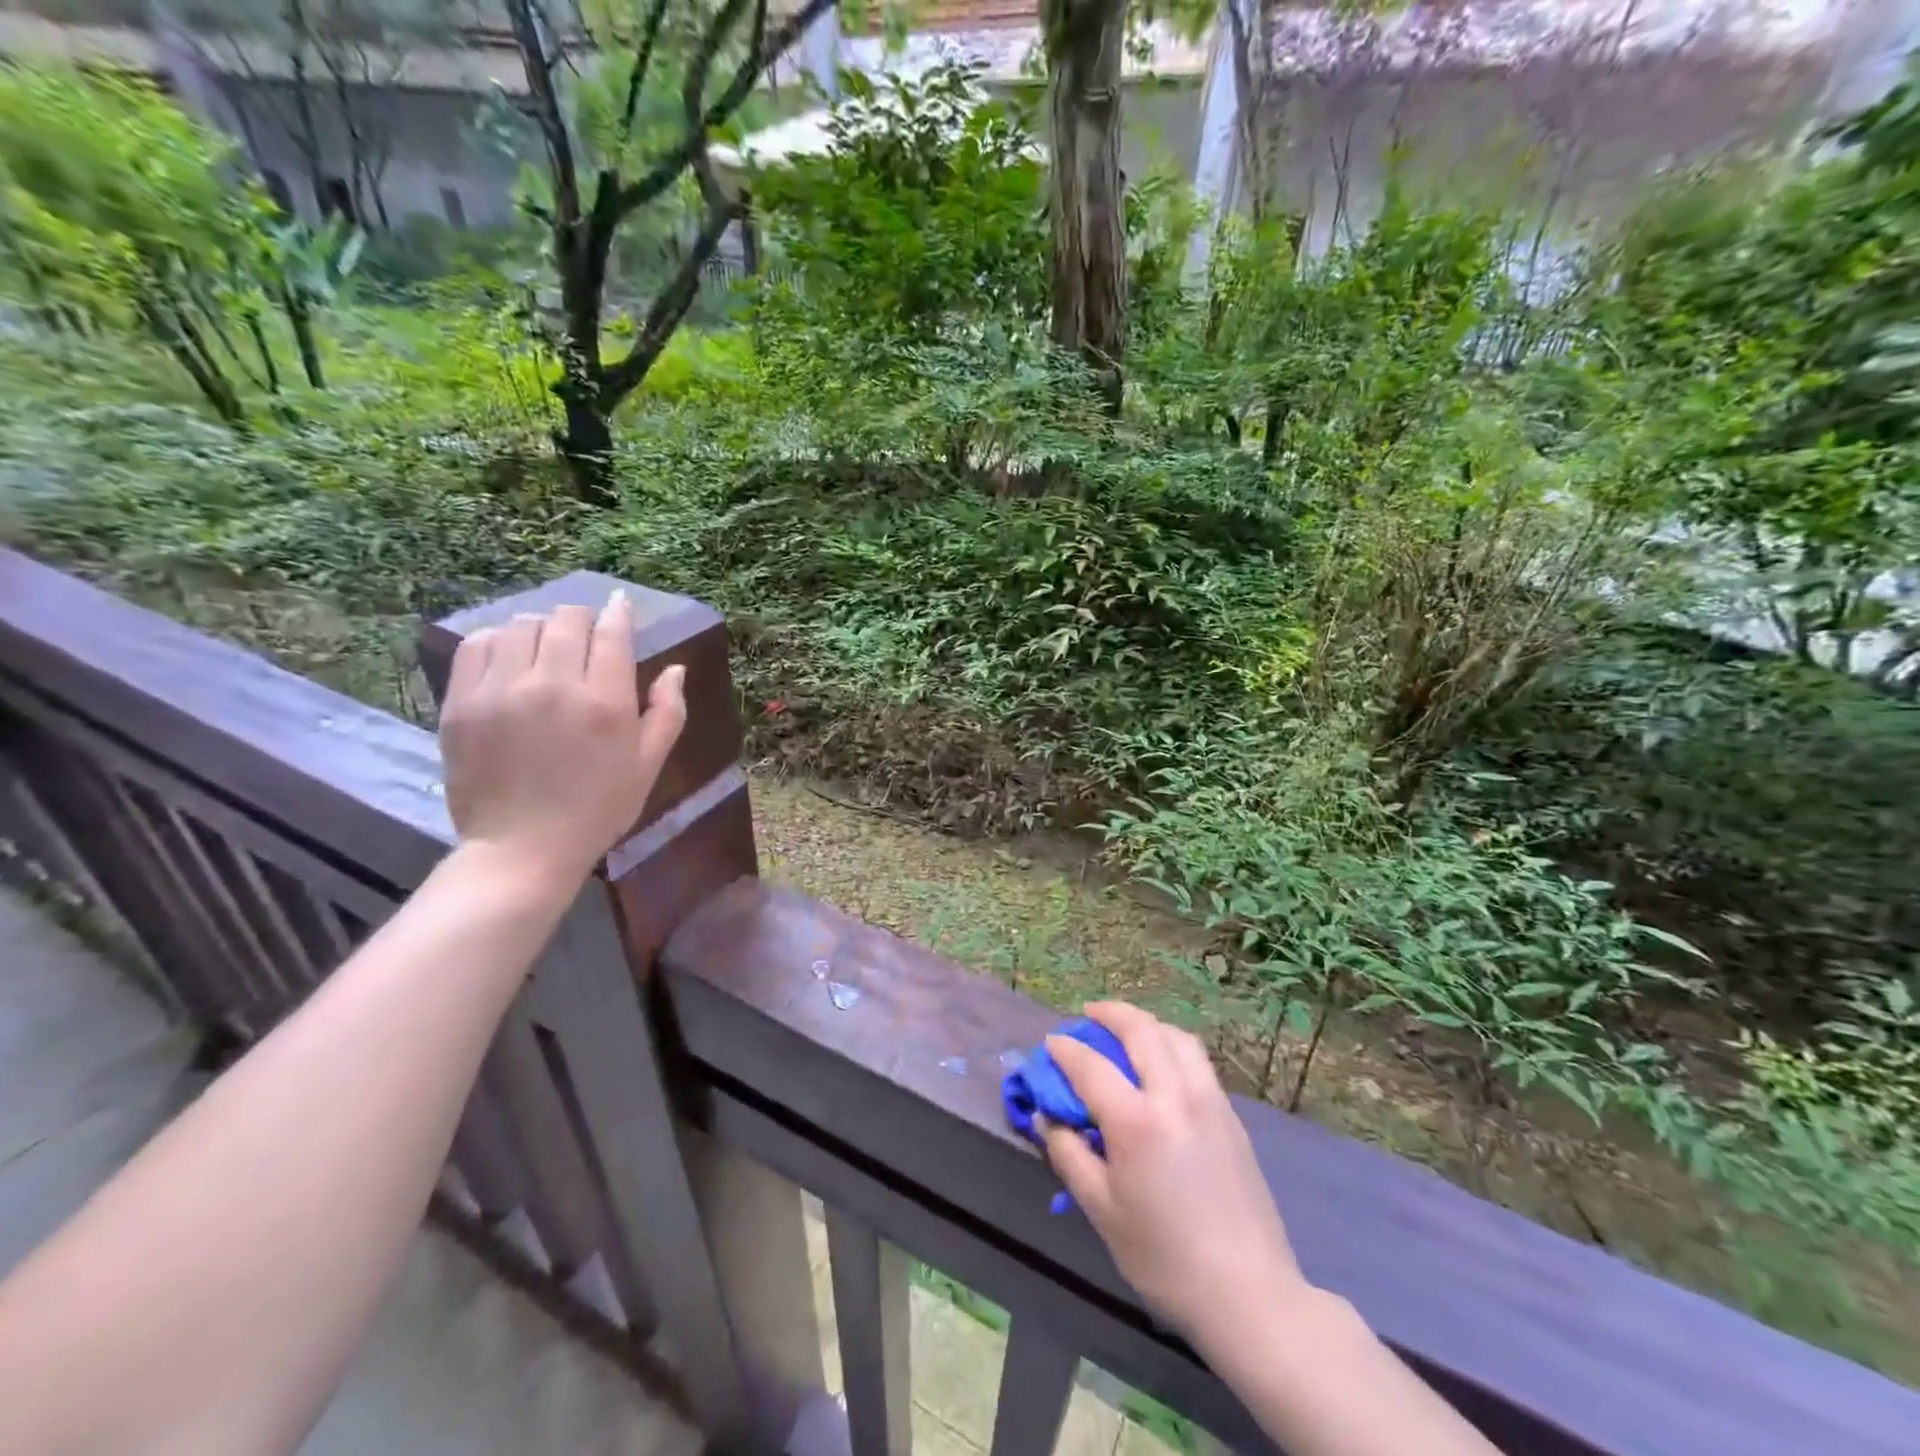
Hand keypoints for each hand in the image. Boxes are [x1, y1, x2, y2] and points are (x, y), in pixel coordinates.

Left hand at [439, 590, 686, 888]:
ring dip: (541, 628)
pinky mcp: (462, 703)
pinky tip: (510, 657)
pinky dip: (498, 640)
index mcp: (606, 703)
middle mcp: (554, 686)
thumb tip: (676, 667)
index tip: (619, 605)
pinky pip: (477, 645)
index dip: (618, 612)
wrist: (523, 849)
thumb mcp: (648, 764)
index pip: (612, 633)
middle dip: (583, 619)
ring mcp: (502, 692)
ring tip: (547, 647)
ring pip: (521, 625)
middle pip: (566, 620)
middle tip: (586, 635)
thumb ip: (668, 711)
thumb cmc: (598, 808)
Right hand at [1038, 1002, 1307, 1345]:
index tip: (1052, 1043)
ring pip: (1176, 1036)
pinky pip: (1196, 1059)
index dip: (1066, 1049)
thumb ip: (1069, 1155)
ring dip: (1146, 1023)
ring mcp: (1209, 1100)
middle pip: (1141, 1029)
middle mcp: (1174, 1095)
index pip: (1090, 1064)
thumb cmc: (1164, 1257)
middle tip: (1089, 1014)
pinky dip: (1171, 1045)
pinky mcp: (1231, 1114)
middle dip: (1110, 1013)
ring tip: (1126, 1032)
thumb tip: (1046, 1117)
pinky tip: (1162, 1064)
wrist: (1248, 1293)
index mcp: (1136, 1121)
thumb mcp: (1102, 1211)